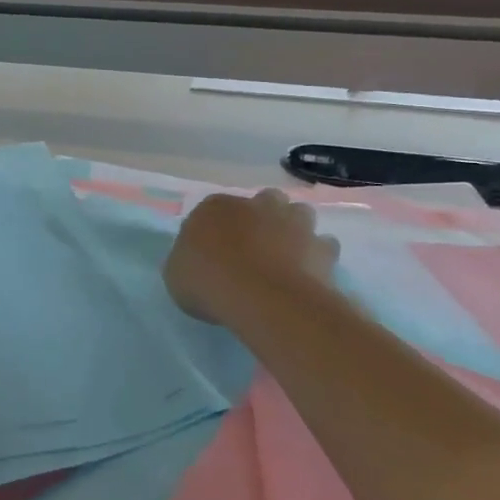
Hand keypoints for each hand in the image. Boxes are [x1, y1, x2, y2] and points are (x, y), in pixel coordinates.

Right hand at [165, 190, 338, 322]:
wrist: (262, 297)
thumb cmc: (207, 281)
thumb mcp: (176, 274)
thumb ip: (188, 260)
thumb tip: (199, 260)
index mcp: (214, 207)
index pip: (213, 210)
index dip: (215, 230)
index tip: (213, 252)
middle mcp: (256, 205)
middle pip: (262, 202)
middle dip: (261, 218)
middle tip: (253, 248)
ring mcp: (294, 222)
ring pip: (298, 214)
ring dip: (293, 229)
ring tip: (284, 256)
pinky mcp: (322, 246)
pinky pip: (323, 245)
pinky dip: (317, 255)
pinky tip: (307, 273)